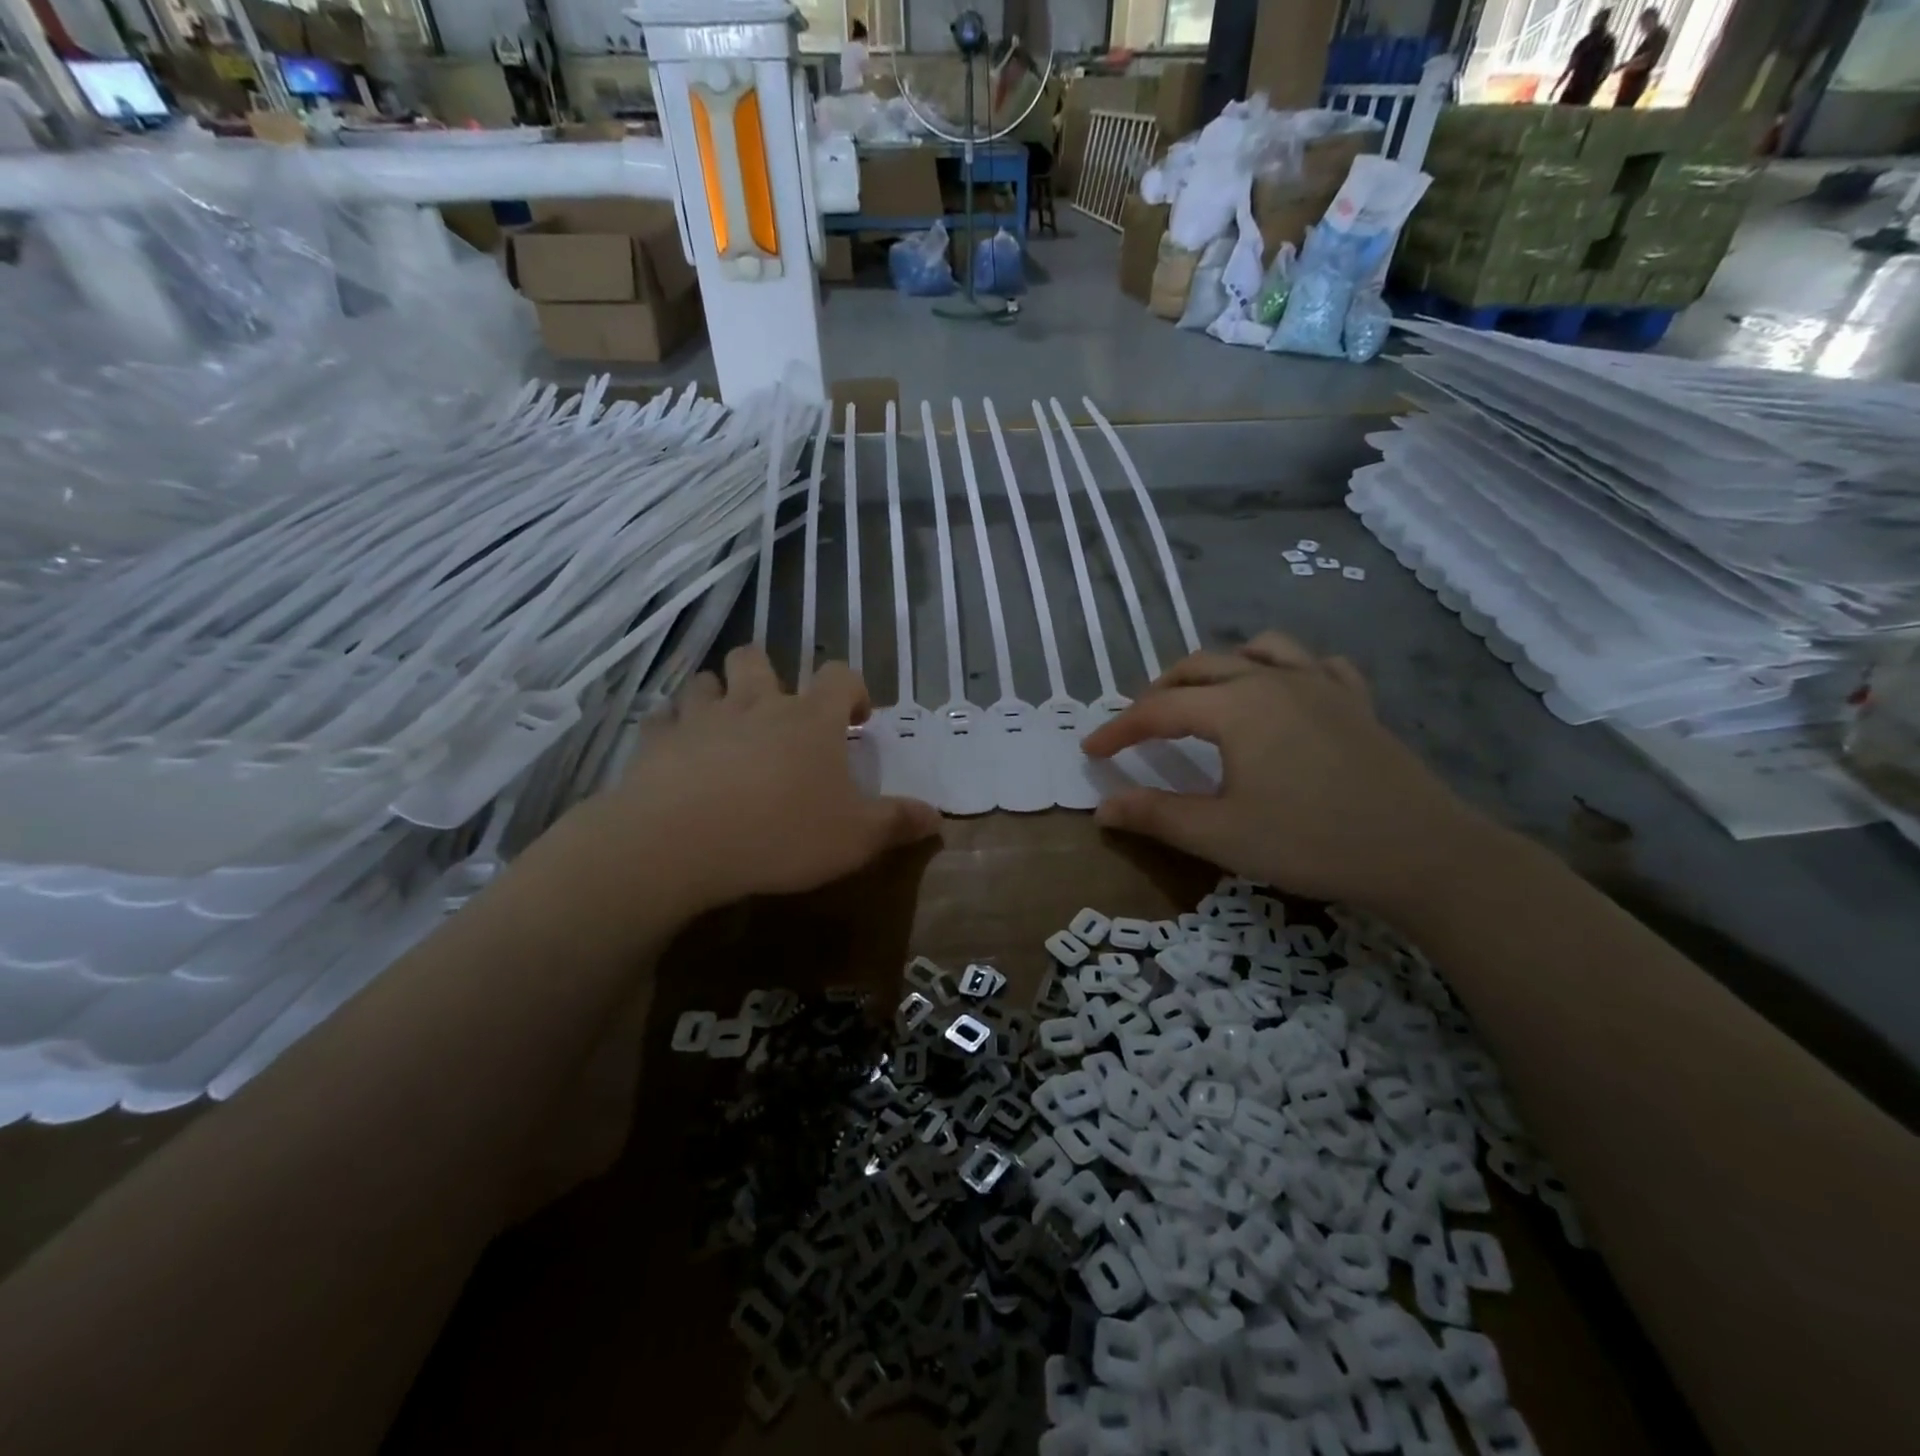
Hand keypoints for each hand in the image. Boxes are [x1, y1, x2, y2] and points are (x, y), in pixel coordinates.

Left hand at [585, 646, 940, 911]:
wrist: (682, 842)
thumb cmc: (782, 833)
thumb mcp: (856, 838)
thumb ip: (897, 823)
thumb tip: (937, 817)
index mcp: (810, 719)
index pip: (840, 677)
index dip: (853, 689)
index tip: (856, 718)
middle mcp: (756, 704)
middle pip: (757, 660)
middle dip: (767, 674)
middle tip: (776, 711)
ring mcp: (702, 717)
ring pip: (706, 682)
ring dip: (717, 695)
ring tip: (724, 727)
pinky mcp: (657, 740)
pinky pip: (663, 719)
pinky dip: (672, 729)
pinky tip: (677, 752)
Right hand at [1081, 632, 1497, 915]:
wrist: (1421, 853)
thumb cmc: (1310, 841)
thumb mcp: (1220, 835)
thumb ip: (1155, 815)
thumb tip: (1102, 807)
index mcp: (1235, 707)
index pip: (1158, 710)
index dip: (1119, 729)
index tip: (1091, 751)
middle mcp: (1273, 680)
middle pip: (1200, 667)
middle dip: (1160, 691)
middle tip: (1139, 725)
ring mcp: (1321, 685)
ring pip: (1258, 650)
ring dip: (1221, 666)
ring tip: (1206, 695)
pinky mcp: (1356, 701)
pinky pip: (1314, 665)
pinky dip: (1286, 669)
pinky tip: (1285, 692)